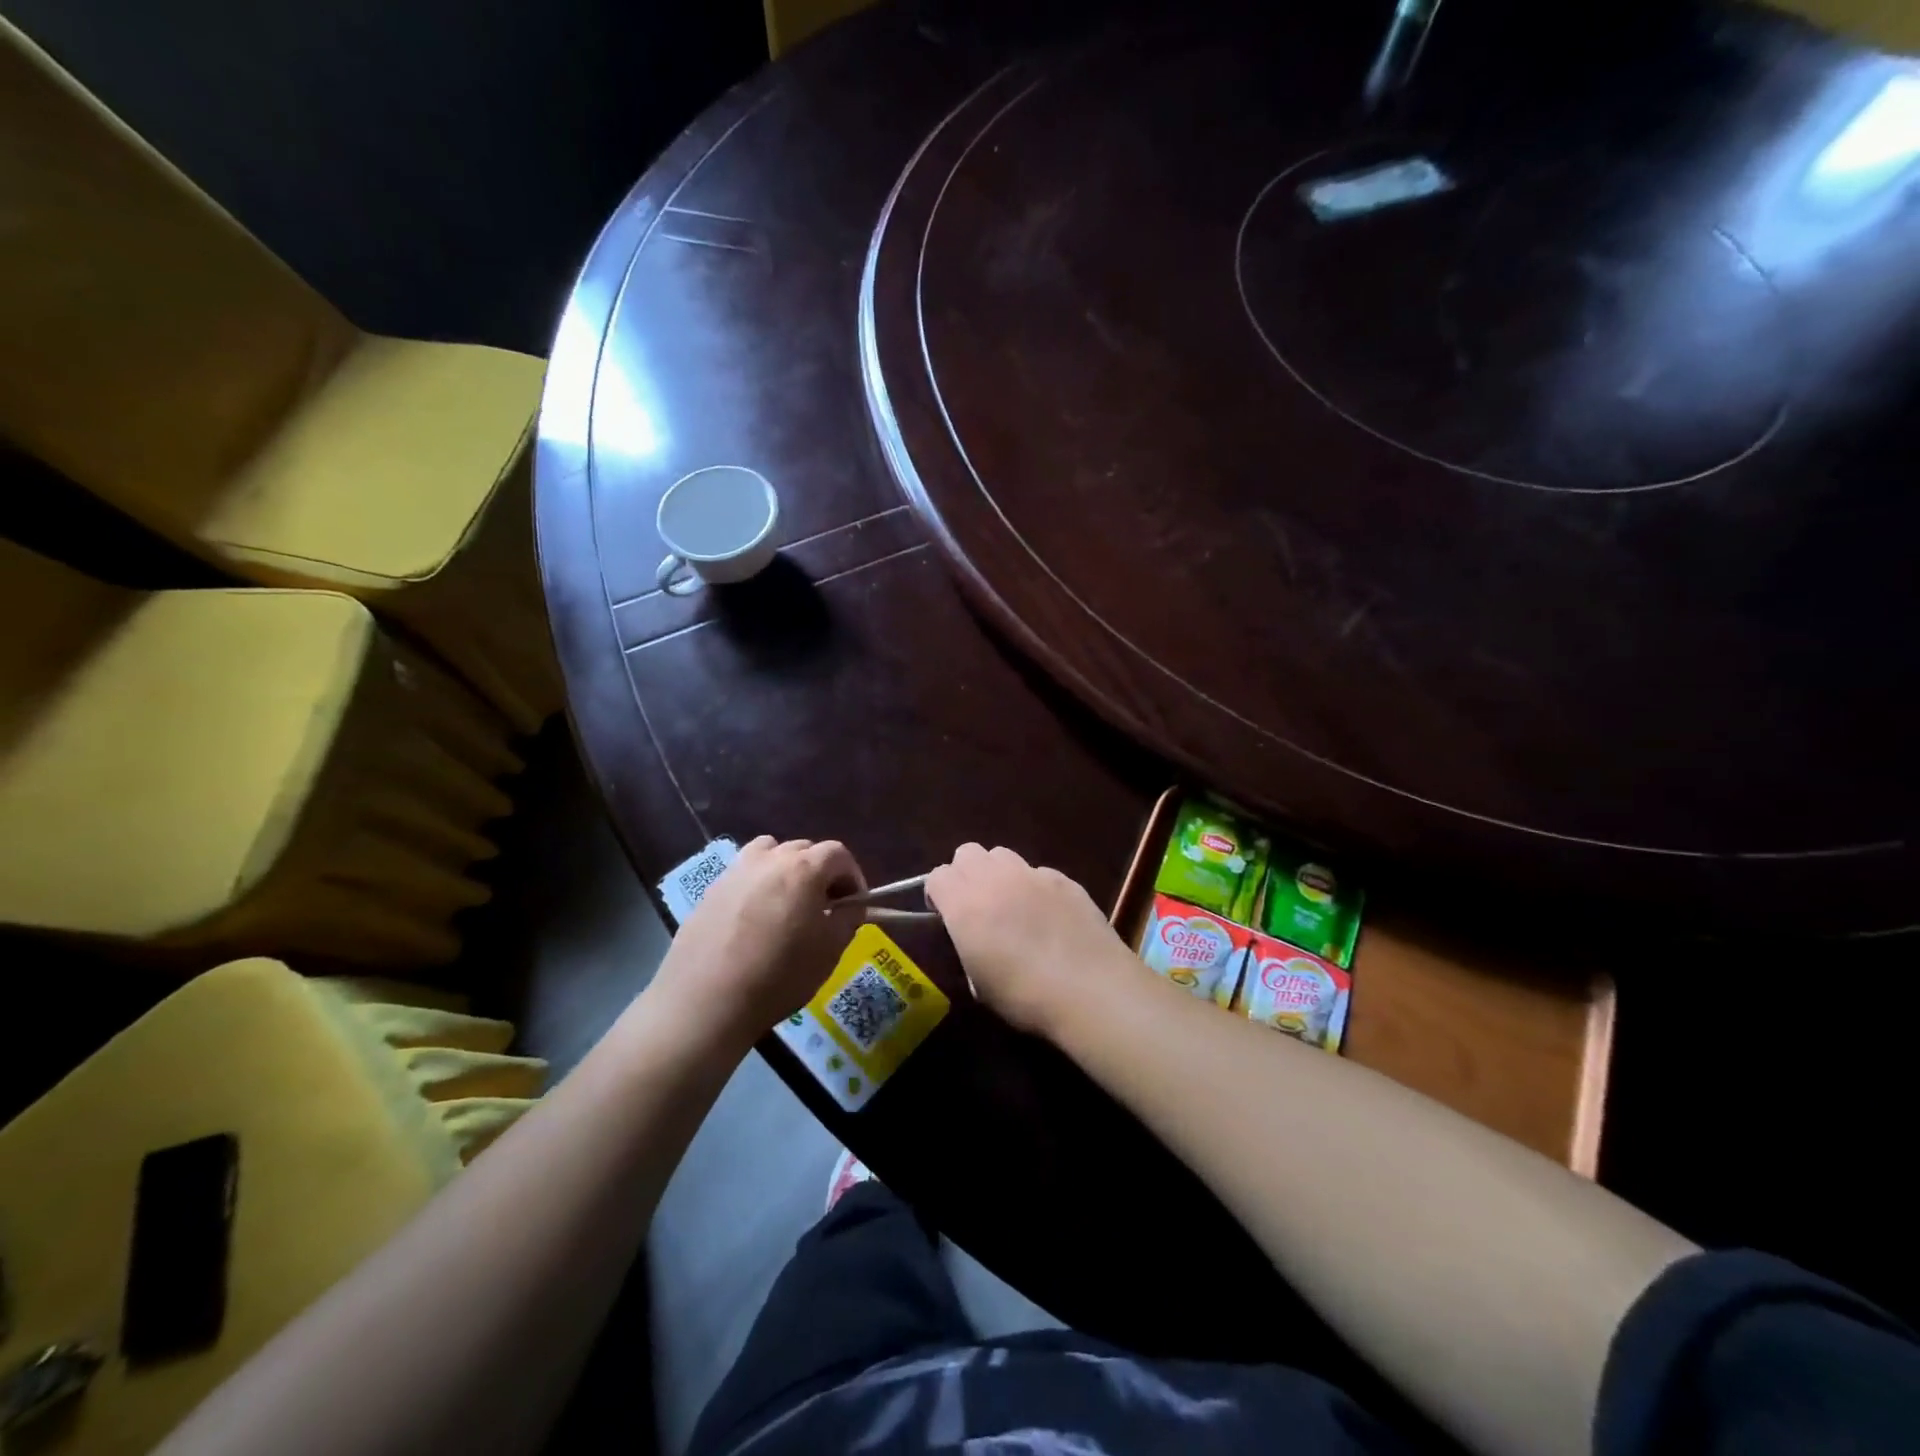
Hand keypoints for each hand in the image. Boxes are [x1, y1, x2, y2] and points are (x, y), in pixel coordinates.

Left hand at [652, 837, 866, 1050]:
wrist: (706, 1002)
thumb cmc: (779, 975)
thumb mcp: (830, 950)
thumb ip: (848, 918)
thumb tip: (850, 906)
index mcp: (803, 868)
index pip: (838, 854)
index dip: (852, 876)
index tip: (854, 904)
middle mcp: (769, 859)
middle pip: (804, 849)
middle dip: (820, 872)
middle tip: (824, 906)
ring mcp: (735, 871)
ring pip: (769, 853)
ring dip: (785, 869)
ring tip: (787, 903)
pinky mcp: (710, 890)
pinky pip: (744, 875)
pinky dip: (757, 885)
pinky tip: (754, 920)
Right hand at [925, 844, 1128, 1037]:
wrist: (1091, 989)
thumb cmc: (1025, 996)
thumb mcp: (980, 985)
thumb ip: (969, 949)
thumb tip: (974, 942)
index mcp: (965, 905)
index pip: (937, 876)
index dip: (938, 895)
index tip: (945, 917)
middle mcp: (995, 879)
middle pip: (967, 853)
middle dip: (965, 874)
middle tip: (976, 906)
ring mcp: (1032, 874)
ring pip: (1002, 855)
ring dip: (998, 873)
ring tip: (1012, 904)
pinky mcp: (1064, 879)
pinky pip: (1038, 872)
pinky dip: (1035, 887)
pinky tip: (1049, 915)